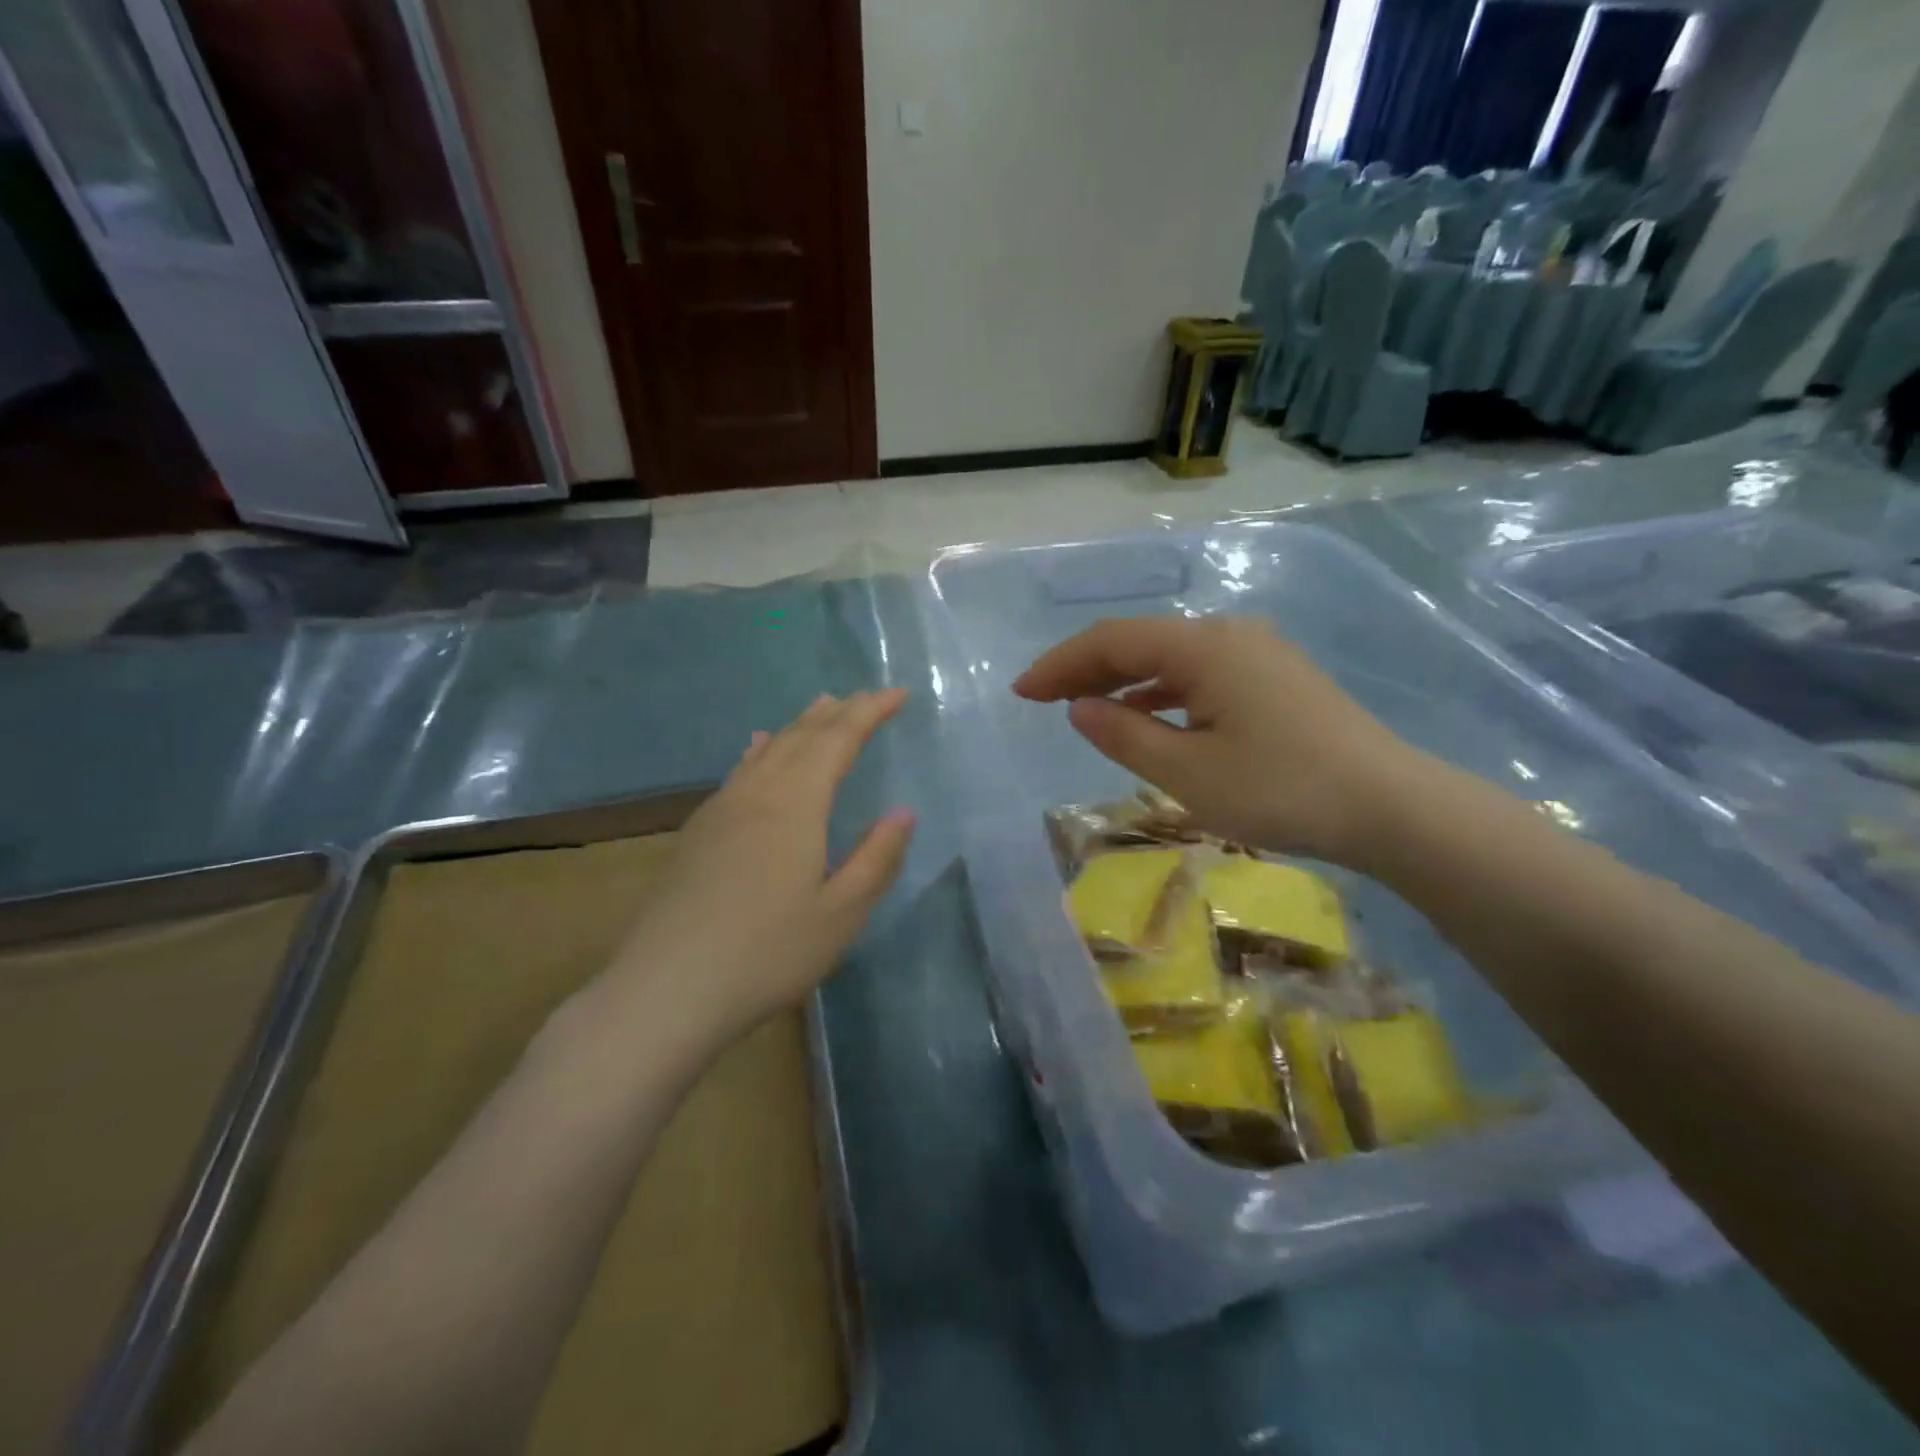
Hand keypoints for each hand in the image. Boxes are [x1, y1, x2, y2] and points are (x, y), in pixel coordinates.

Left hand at [611, 690, 914, 1042]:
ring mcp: (721, 809)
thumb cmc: (766, 953)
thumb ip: (877, 858)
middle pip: (801, 736)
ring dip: (801, 725)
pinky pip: (741, 770)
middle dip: (839, 712)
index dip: (870, 711)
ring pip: (768, 749)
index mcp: (796, 804)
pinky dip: (763, 749)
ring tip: (823, 706)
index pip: (839, 739)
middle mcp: (757, 792)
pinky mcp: (698, 831)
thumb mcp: (841, 914)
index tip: (899, 693)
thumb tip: (903, 812)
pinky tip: (759, 749)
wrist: (666, 989)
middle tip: (867, 698)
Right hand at [1012, 617, 1422, 868]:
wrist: (1391, 808)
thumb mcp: (1188, 771)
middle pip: (1140, 641)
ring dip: (1122, 679)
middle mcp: (1228, 635)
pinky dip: (1161, 691)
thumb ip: (1124, 735)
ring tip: (1083, 708)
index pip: (1112, 641)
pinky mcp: (1273, 678)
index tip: (1021, 692)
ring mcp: (1256, 654)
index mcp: (1204, 647)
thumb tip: (1079, 707)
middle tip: (1040, 699)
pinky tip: (1146, 715)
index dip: (1060, 663)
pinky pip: (1199, 674)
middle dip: (1085, 668)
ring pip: (1170, 657)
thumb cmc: (1282, 790)